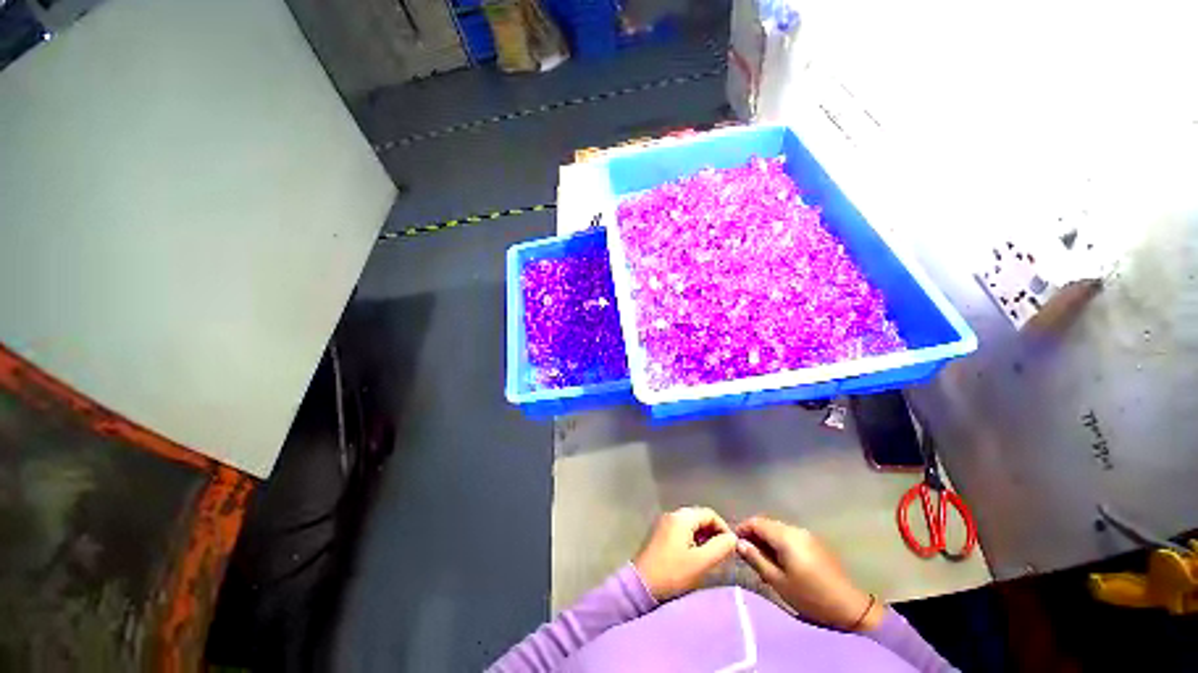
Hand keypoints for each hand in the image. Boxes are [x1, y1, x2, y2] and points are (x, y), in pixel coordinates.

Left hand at [633, 507, 737, 600]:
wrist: (641, 585)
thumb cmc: (673, 573)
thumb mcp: (701, 562)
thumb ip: (720, 547)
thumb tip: (733, 538)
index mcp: (682, 517)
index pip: (710, 514)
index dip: (724, 528)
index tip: (731, 547)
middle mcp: (672, 514)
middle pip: (699, 517)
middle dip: (713, 533)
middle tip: (722, 553)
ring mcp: (663, 523)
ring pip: (690, 524)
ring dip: (703, 537)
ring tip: (710, 557)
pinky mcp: (659, 533)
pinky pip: (681, 530)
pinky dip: (692, 539)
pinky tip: (694, 557)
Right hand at [735, 516, 883, 631]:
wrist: (850, 608)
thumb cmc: (810, 596)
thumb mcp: (778, 582)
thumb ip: (756, 559)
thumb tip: (739, 543)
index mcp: (786, 536)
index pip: (756, 522)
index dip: (743, 529)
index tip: (734, 542)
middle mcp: (796, 529)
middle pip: (767, 524)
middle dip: (754, 534)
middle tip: (747, 553)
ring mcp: (808, 535)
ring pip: (778, 530)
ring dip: (767, 539)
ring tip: (761, 559)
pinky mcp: (816, 543)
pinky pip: (790, 536)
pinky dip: (780, 543)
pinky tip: (779, 560)